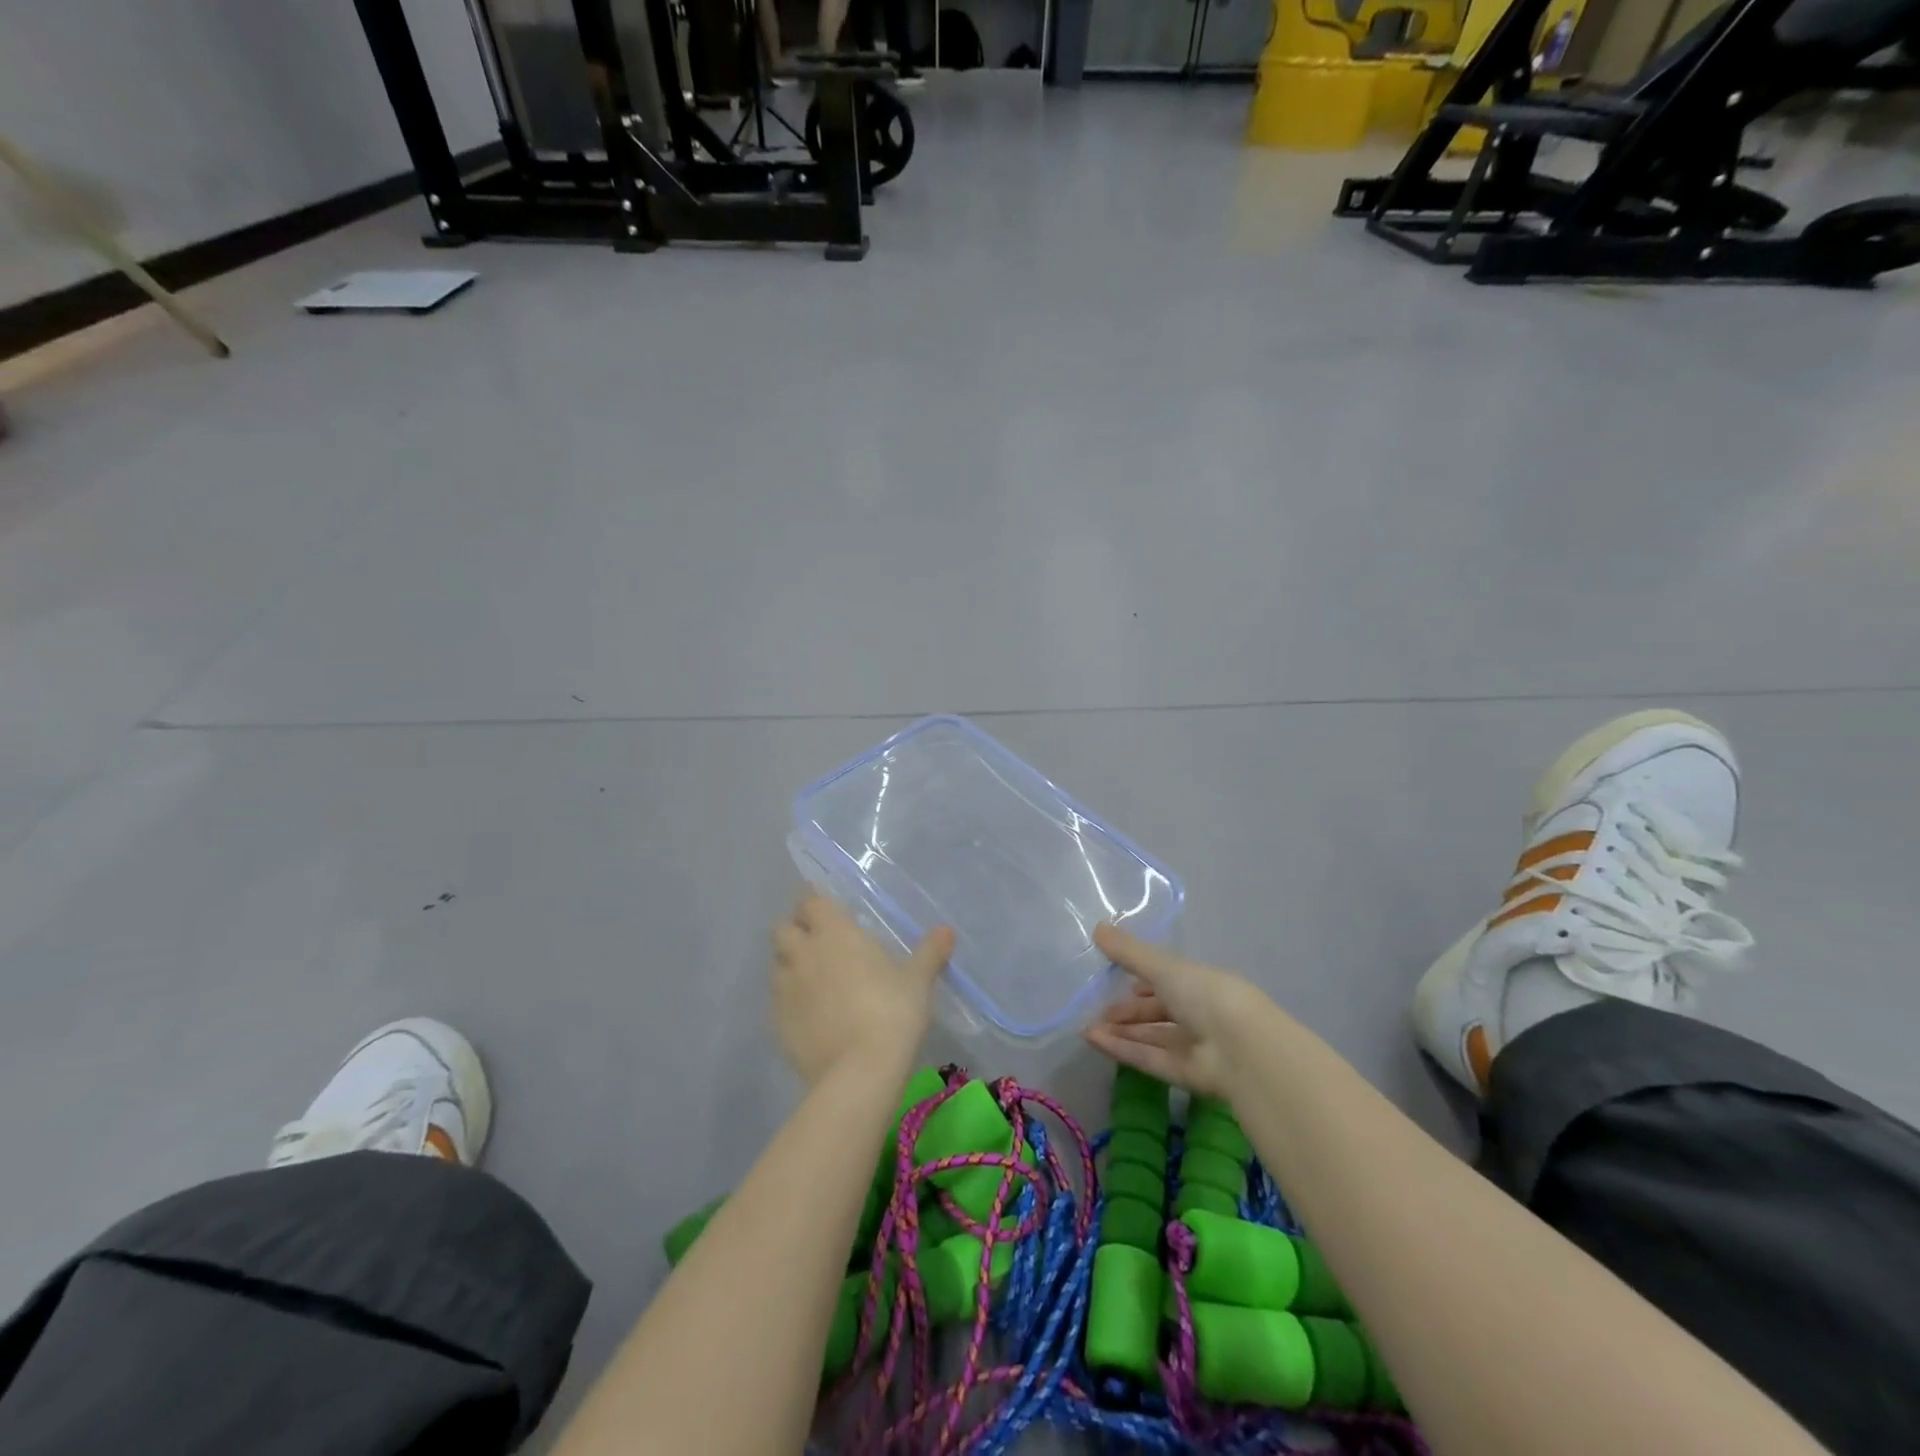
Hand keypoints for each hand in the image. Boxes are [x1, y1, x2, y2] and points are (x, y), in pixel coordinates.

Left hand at [772, 893, 953, 1085]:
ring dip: (789, 963)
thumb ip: (930, 952)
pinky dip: (789, 998)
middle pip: (783, 929)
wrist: (859, 1072)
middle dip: (795, 929)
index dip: (814, 901)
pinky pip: (777, 999)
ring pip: (777, 964)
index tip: (824, 906)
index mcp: (835, 933)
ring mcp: (785, 988)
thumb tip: (946, 930)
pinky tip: (808, 1012)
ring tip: (811, 975)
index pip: (811, 902)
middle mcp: (803, 953)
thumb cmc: (892, 1012)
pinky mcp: (777, 1022)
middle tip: (816, 939)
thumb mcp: (918, 980)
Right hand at [1085, 924, 1267, 1097]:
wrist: (1242, 1049)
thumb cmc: (1207, 995)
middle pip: (1158, 1012)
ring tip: (1087, 1027)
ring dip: (1121, 1031)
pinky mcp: (1185, 1075)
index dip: (1144, 980)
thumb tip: (1097, 926)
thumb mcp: (1164, 967)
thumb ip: (1129, 952)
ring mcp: (1194, 1046)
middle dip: (1128, 1011)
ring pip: (1152, 1037)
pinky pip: (1149, 1058)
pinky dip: (1123, 1050)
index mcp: (1200, 983)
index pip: (1169, 980)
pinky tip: (1094, 1041)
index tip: (1117, 979)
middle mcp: (1199, 1014)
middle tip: (1097, 1010)